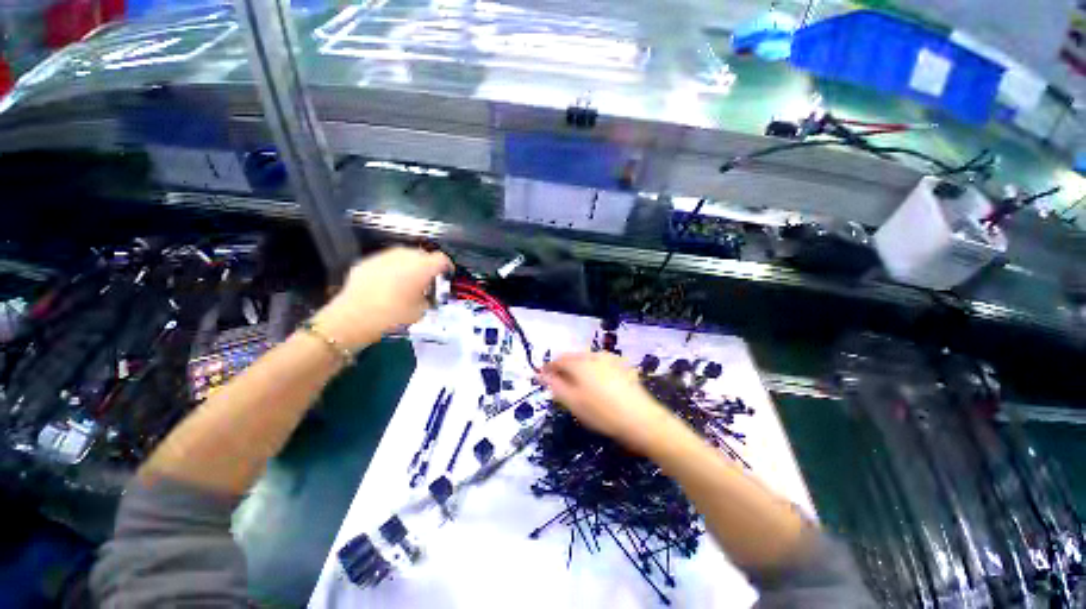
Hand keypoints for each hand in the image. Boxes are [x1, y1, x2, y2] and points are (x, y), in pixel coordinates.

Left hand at [313, 247, 451, 349]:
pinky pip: (386, 262)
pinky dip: (391, 269)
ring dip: (409, 265)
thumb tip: (427, 296)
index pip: (442, 259)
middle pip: (422, 255)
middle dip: (427, 266)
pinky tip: (387, 284)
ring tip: (406, 281)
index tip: (446, 276)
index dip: (447, 267)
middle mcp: (405, 256)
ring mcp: (384, 256)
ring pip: (403, 255)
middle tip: (426, 281)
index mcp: (422, 267)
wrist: (354, 317)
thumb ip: (428, 299)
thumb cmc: (393, 315)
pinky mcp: (367, 261)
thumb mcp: (421, 312)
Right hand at [538, 352, 677, 453]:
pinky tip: (598, 383)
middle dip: (564, 368)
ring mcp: (610, 358)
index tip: (544, 378)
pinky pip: (601, 363)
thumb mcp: (573, 402)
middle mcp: (594, 355)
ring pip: (587, 359)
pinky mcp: (622, 365)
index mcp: (580, 363)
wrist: (641, 419)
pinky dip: (593, 369)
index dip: (549, 368)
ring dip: (579, 368)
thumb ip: (555, 386)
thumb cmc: (601, 412)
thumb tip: (540, 375)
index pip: (558, 360)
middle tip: (560, 384)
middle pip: (573, 357)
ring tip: (578, 385)